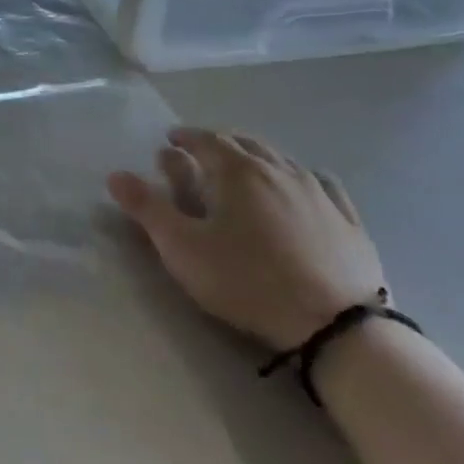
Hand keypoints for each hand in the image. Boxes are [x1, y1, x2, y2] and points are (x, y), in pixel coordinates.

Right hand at [107, 127, 384, 351]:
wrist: (337, 327)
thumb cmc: (248, 281)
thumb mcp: (183, 248)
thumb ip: (147, 208)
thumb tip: (115, 174)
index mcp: (237, 171)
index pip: (206, 140)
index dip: (185, 137)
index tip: (170, 140)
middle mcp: (278, 170)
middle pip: (245, 143)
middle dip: (220, 143)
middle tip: (203, 153)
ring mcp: (318, 193)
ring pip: (282, 160)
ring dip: (257, 157)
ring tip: (246, 168)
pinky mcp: (349, 221)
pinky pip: (323, 184)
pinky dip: (303, 177)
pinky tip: (304, 186)